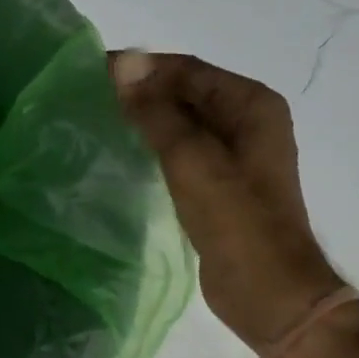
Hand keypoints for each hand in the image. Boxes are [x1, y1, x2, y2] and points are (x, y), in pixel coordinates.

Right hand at [113, 51, 344, 354]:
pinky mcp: (219, 185)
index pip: (188, 70)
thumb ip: (157, 112)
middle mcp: (247, 121)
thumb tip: (124, 64)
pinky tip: (123, 153)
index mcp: (252, 105)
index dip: (141, 68)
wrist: (270, 294)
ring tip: (98, 119)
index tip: (92, 71)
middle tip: (88, 96)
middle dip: (141, 92)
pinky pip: (181, 152)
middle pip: (186, 93)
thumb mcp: (192, 160)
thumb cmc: (236, 223)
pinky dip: (153, 147)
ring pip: (181, 123)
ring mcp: (235, 155)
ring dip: (145, 119)